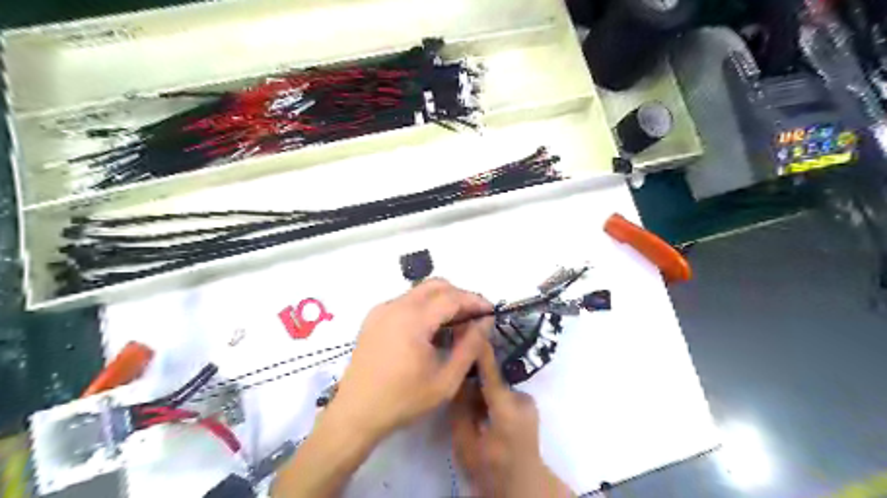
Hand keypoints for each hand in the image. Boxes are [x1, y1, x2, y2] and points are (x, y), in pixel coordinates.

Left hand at [328, 278, 492, 441]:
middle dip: (459, 295)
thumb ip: (470, 347)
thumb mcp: (446, 379)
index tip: (491, 312)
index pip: (452, 297)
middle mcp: (396, 306)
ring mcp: (382, 309)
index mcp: (413, 319)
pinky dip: (424, 306)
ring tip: (456, 323)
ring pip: (420, 291)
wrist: (355, 413)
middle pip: (435, 285)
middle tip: (475, 316)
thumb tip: (485, 323)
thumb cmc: (403, 400)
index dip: (475, 301)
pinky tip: (430, 329)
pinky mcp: (374, 318)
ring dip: (442, 299)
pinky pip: (405, 301)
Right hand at [451, 341, 575, 497]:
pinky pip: (502, 392)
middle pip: (492, 377)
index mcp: (506, 409)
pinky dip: (489, 396)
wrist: (522, 486)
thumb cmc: (491, 469)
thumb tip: (455, 380)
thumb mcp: (465, 443)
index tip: (469, 326)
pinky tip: (480, 407)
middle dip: (474, 376)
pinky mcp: (527, 405)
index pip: (490, 371)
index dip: (479, 348)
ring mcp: (527, 401)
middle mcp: (522, 399)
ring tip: (466, 398)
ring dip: (481, 388)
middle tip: (455, 378)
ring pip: (496, 385)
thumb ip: (459, 408)